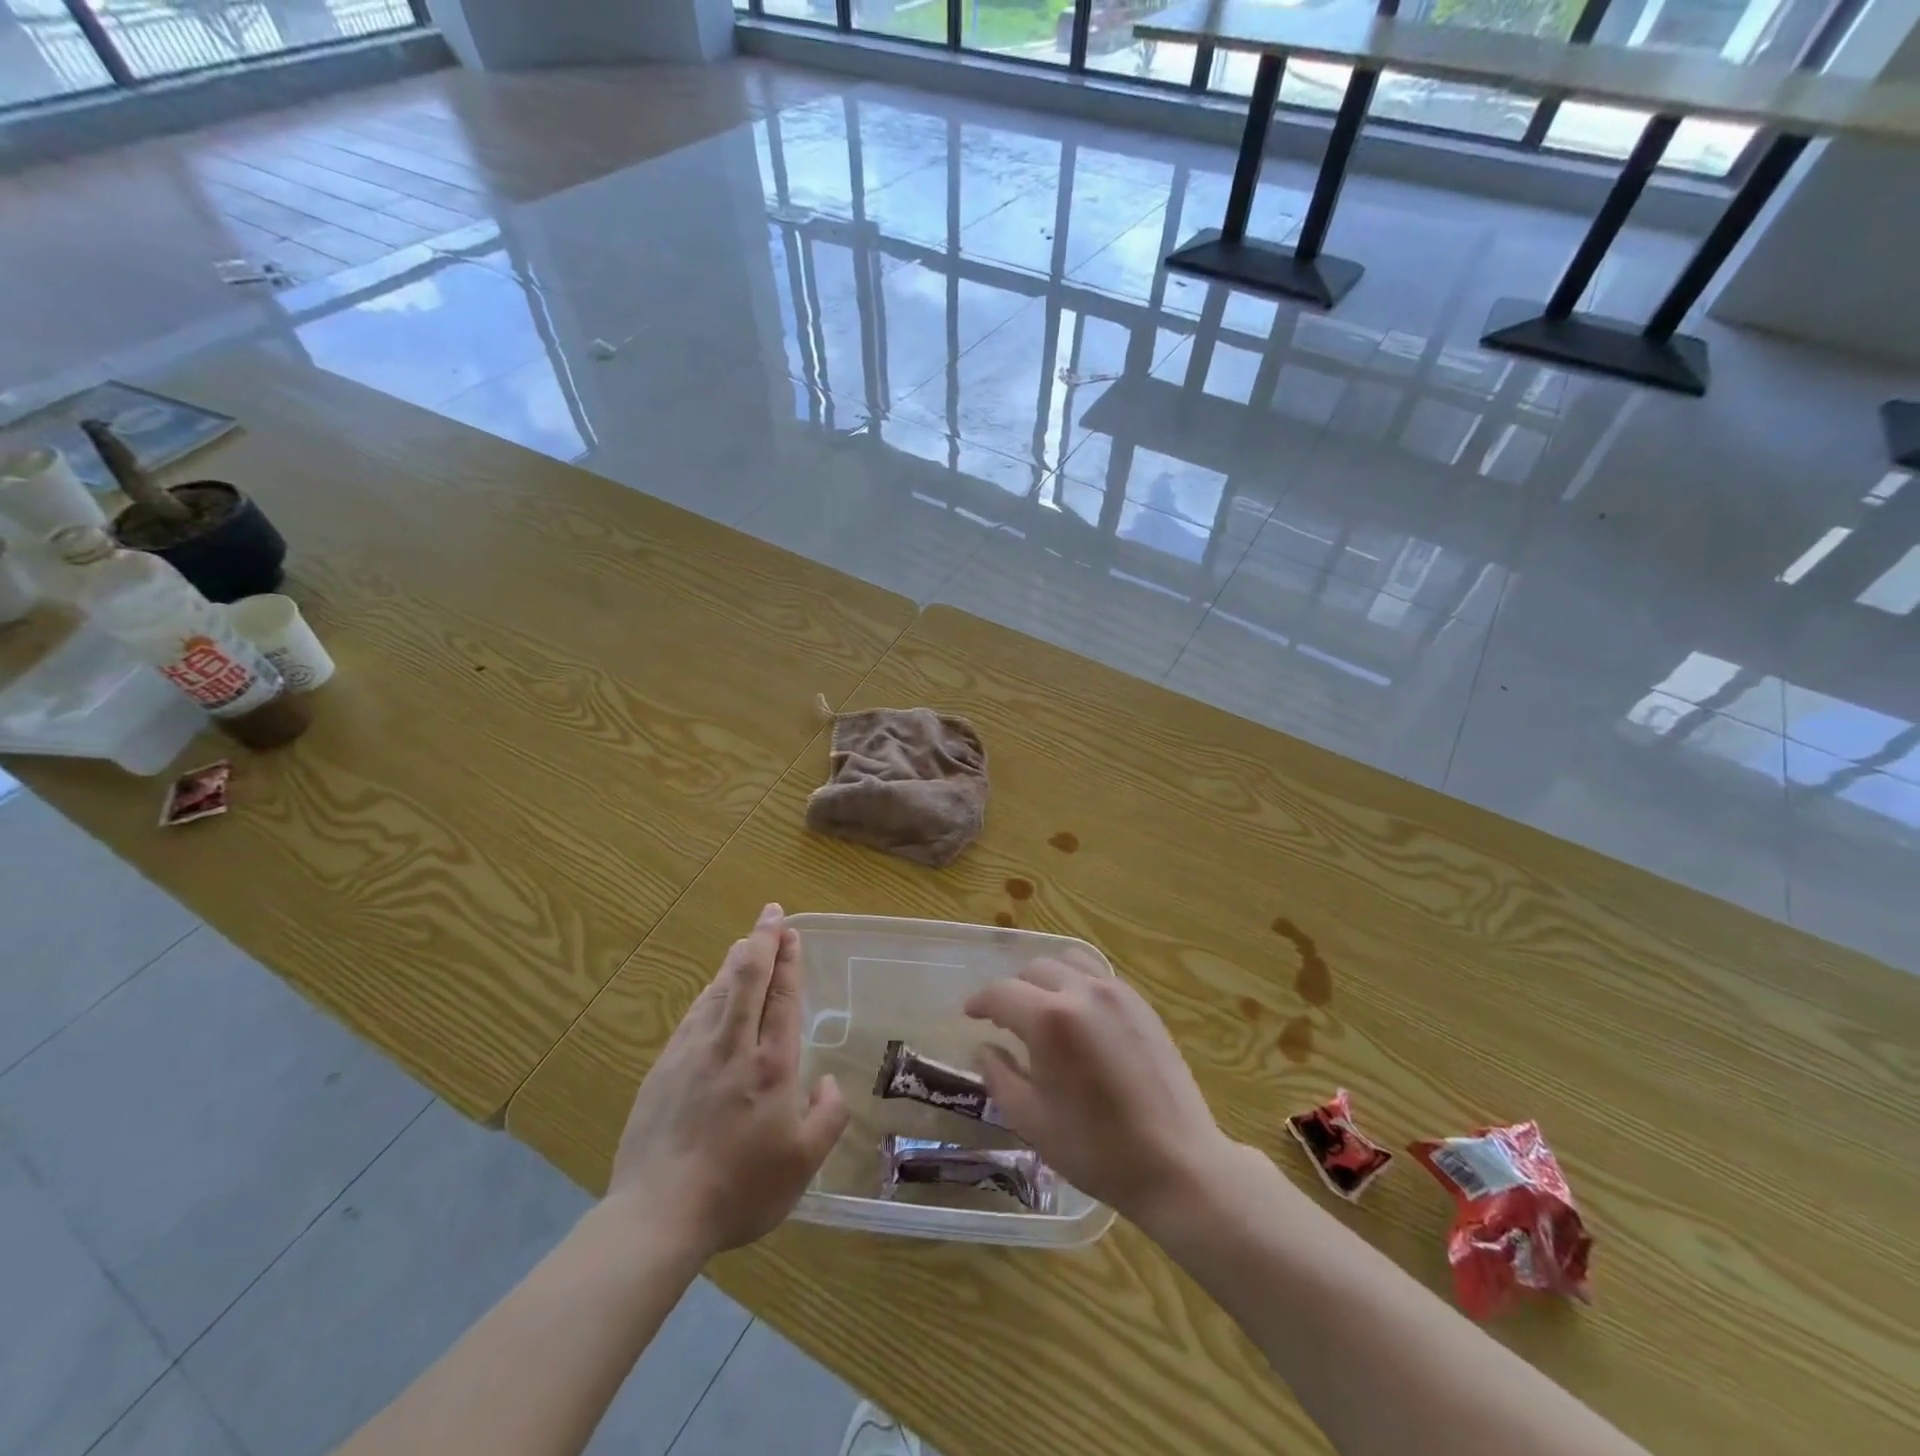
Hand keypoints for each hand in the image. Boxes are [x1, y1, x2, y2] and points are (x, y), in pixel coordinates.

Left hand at [605, 903, 849, 1257]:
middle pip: (748, 979)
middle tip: (771, 913)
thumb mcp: (802, 1163)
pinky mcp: (664, 1068)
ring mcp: (694, 1054)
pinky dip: (709, 992)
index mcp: (772, 1065)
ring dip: (735, 961)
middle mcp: (733, 1047)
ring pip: (718, 991)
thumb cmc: (740, 1189)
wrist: (658, 1214)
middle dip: (762, 941)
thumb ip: (827, 1117)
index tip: (791, 932)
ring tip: (746, 941)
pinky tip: (711, 990)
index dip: (788, 960)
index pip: (783, 997)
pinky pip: (693, 1015)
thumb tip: (829, 1083)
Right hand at [964, 955, 1244, 1226]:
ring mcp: (1116, 993)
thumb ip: (999, 1076)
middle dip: (1012, 991)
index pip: (1001, 992)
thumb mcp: (1031, 1120)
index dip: (979, 1002)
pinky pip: (1097, 975)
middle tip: (1005, 1020)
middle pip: (1033, 970)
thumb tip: (985, 1048)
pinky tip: (1077, 1016)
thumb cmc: (1096, 1149)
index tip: (970, 1015)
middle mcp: (1081, 992)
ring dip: (1045, 979)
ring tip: (1041, 1010)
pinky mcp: (1141, 1003)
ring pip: (1067, 962)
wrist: (1176, 1163)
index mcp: (1049, 1019)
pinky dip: (1076, 983)